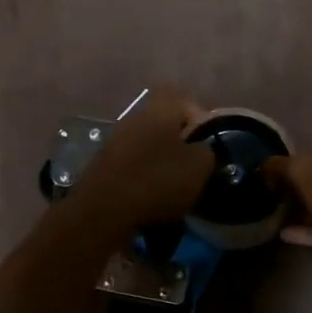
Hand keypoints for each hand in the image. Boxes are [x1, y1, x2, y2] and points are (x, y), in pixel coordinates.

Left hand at [73, 86, 215, 228]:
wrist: (104, 210)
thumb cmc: (158, 180)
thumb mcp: (199, 166)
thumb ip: (207, 152)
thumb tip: (202, 151)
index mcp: (159, 110)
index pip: (184, 101)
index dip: (200, 120)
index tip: (209, 145)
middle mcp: (134, 119)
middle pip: (165, 126)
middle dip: (180, 146)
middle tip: (193, 169)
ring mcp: (114, 142)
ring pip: (148, 148)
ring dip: (161, 165)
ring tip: (174, 190)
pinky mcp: (102, 167)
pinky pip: (132, 167)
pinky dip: (143, 180)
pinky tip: (152, 200)